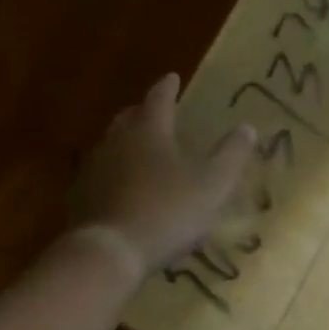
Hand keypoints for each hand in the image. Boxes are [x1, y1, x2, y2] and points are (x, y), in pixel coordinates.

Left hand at [67, 73, 255, 273]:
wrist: (110, 252)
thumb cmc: (168, 210)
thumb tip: (248, 128)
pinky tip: (121, 188)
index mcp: (150, 132)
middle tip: (153, 111)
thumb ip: (232, 154)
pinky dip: (113, 174)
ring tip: (139, 150)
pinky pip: (99, 176)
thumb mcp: (213, 183)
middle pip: (128, 118)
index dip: (167, 88)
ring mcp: (94, 170)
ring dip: (125, 143)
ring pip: (110, 146)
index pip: (159, 100)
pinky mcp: (80, 198)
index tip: (172, 77)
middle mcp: (117, 142)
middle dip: (142, 112)